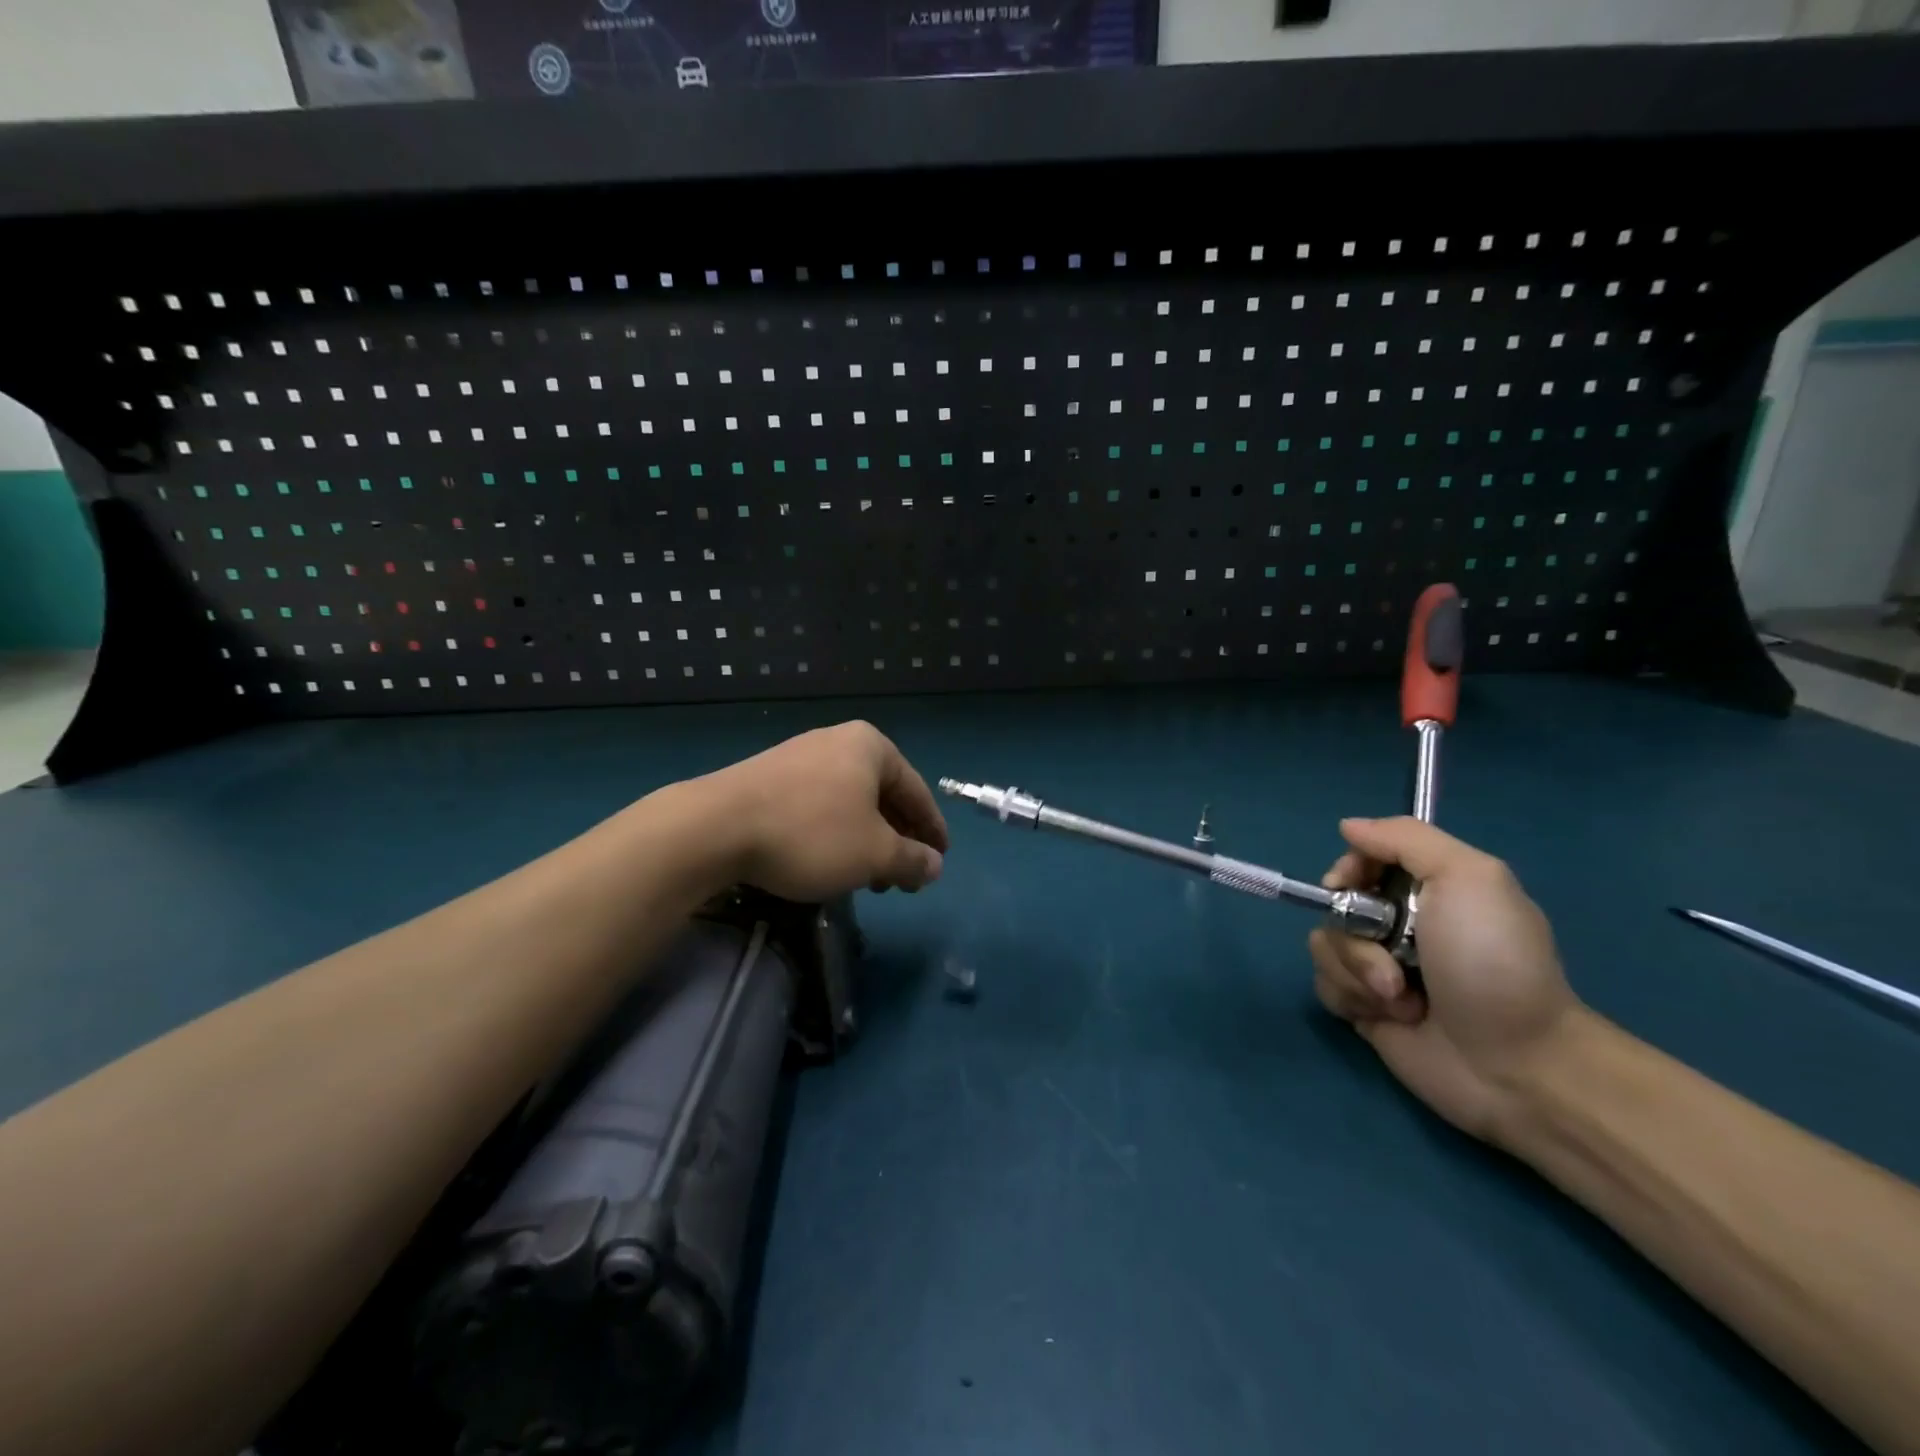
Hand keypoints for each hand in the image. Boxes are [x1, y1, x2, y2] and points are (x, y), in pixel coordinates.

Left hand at [699, 721, 948, 902]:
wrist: (715, 827)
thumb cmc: (811, 833)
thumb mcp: (874, 854)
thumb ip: (912, 860)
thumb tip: (934, 866)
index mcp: (871, 746)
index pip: (917, 791)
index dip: (932, 831)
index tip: (940, 861)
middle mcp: (837, 741)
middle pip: (882, 796)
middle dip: (896, 840)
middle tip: (902, 879)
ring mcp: (800, 756)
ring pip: (849, 804)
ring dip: (865, 842)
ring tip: (866, 880)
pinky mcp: (769, 777)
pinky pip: (819, 806)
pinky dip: (834, 835)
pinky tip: (827, 863)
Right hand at [1308, 817, 1580, 1143]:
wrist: (1516, 1063)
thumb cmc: (1493, 962)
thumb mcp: (1469, 877)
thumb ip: (1406, 839)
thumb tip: (1348, 825)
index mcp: (1426, 889)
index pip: (1361, 858)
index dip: (1348, 869)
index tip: (1349, 885)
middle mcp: (1398, 923)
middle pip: (1334, 904)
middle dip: (1353, 930)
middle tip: (1392, 955)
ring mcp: (1380, 967)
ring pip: (1325, 945)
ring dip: (1356, 970)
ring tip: (1401, 998)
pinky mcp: (1365, 1008)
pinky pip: (1326, 986)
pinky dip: (1351, 998)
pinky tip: (1389, 1016)